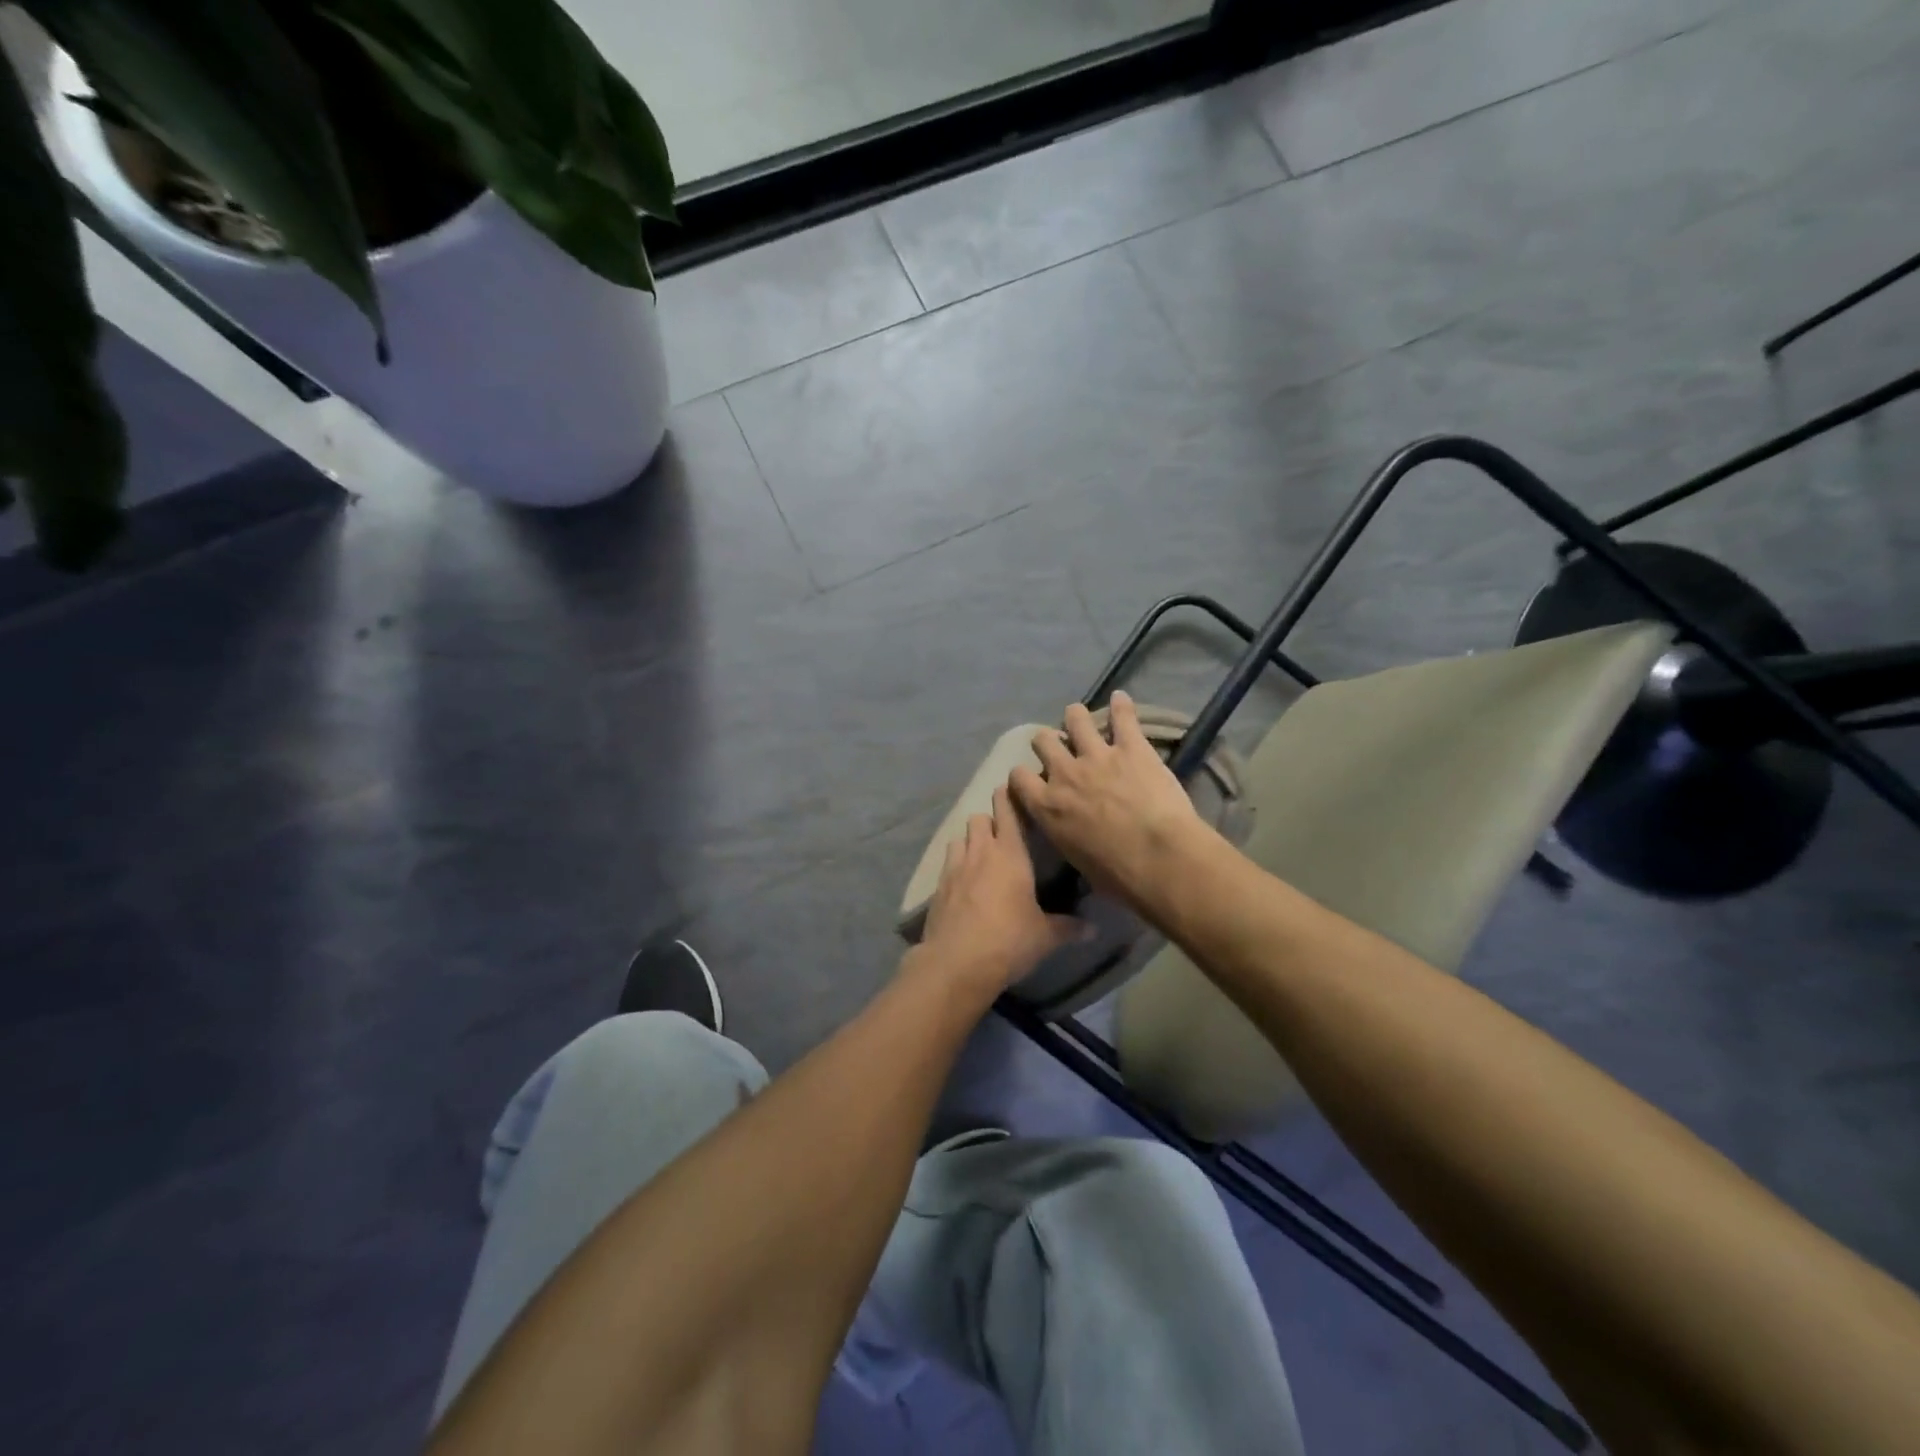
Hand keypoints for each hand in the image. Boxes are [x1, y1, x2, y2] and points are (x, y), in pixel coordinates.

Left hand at [916, 785, 1087, 994]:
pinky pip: (948, 864)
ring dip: (970, 842)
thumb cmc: (1009, 940)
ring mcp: (955, 867)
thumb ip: (1068, 927)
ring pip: (960, 838)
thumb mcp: (1045, 936)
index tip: (1011, 789)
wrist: (957, 962)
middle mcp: (980, 852)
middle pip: (979, 819)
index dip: (1008, 798)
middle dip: (989, 821)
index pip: (1007, 812)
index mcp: (1010, 854)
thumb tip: (1094, 929)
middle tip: (1002, 835)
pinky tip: (964, 884)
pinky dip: (956, 865)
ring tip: (981, 857)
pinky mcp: (938, 887)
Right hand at [1009, 690, 1209, 905]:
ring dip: (1076, 718)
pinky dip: (1122, 706)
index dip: (1023, 776)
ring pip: (1076, 720)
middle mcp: (1065, 774)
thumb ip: (1067, 838)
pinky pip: (1123, 717)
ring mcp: (1097, 756)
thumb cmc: (1117, 875)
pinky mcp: (1131, 747)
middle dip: (1048, 743)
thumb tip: (1073, 838)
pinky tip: (1122, 698)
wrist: (1158, 858)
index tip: (1031, 779)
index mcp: (1047, 806)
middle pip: (1043, 742)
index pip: (1019, 778)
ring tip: (1079, 718)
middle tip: (1059, 749)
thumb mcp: (1077, 862)